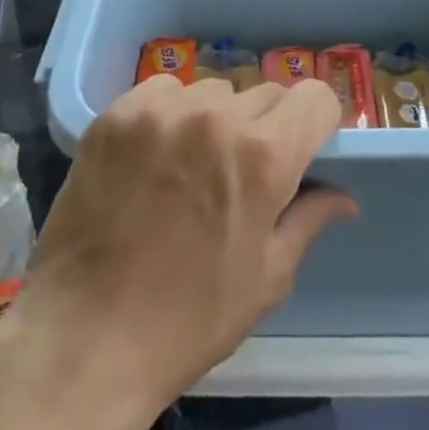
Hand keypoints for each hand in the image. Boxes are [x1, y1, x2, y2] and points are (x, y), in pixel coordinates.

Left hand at [10, 75, 355, 414]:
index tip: (303, 149)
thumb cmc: (188, 320)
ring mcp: (162, 111)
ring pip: (212, 91)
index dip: (316, 123)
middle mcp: (217, 117)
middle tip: (240, 171)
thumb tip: (344, 197)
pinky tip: (153, 156)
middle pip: (265, 93)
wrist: (84, 338)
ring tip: (190, 165)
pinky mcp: (118, 114)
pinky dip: (169, 114)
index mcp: (264, 156)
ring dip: (215, 118)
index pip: (315, 97)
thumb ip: (308, 220)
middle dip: (265, 126)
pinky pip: (163, 91)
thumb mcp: (265, 279)